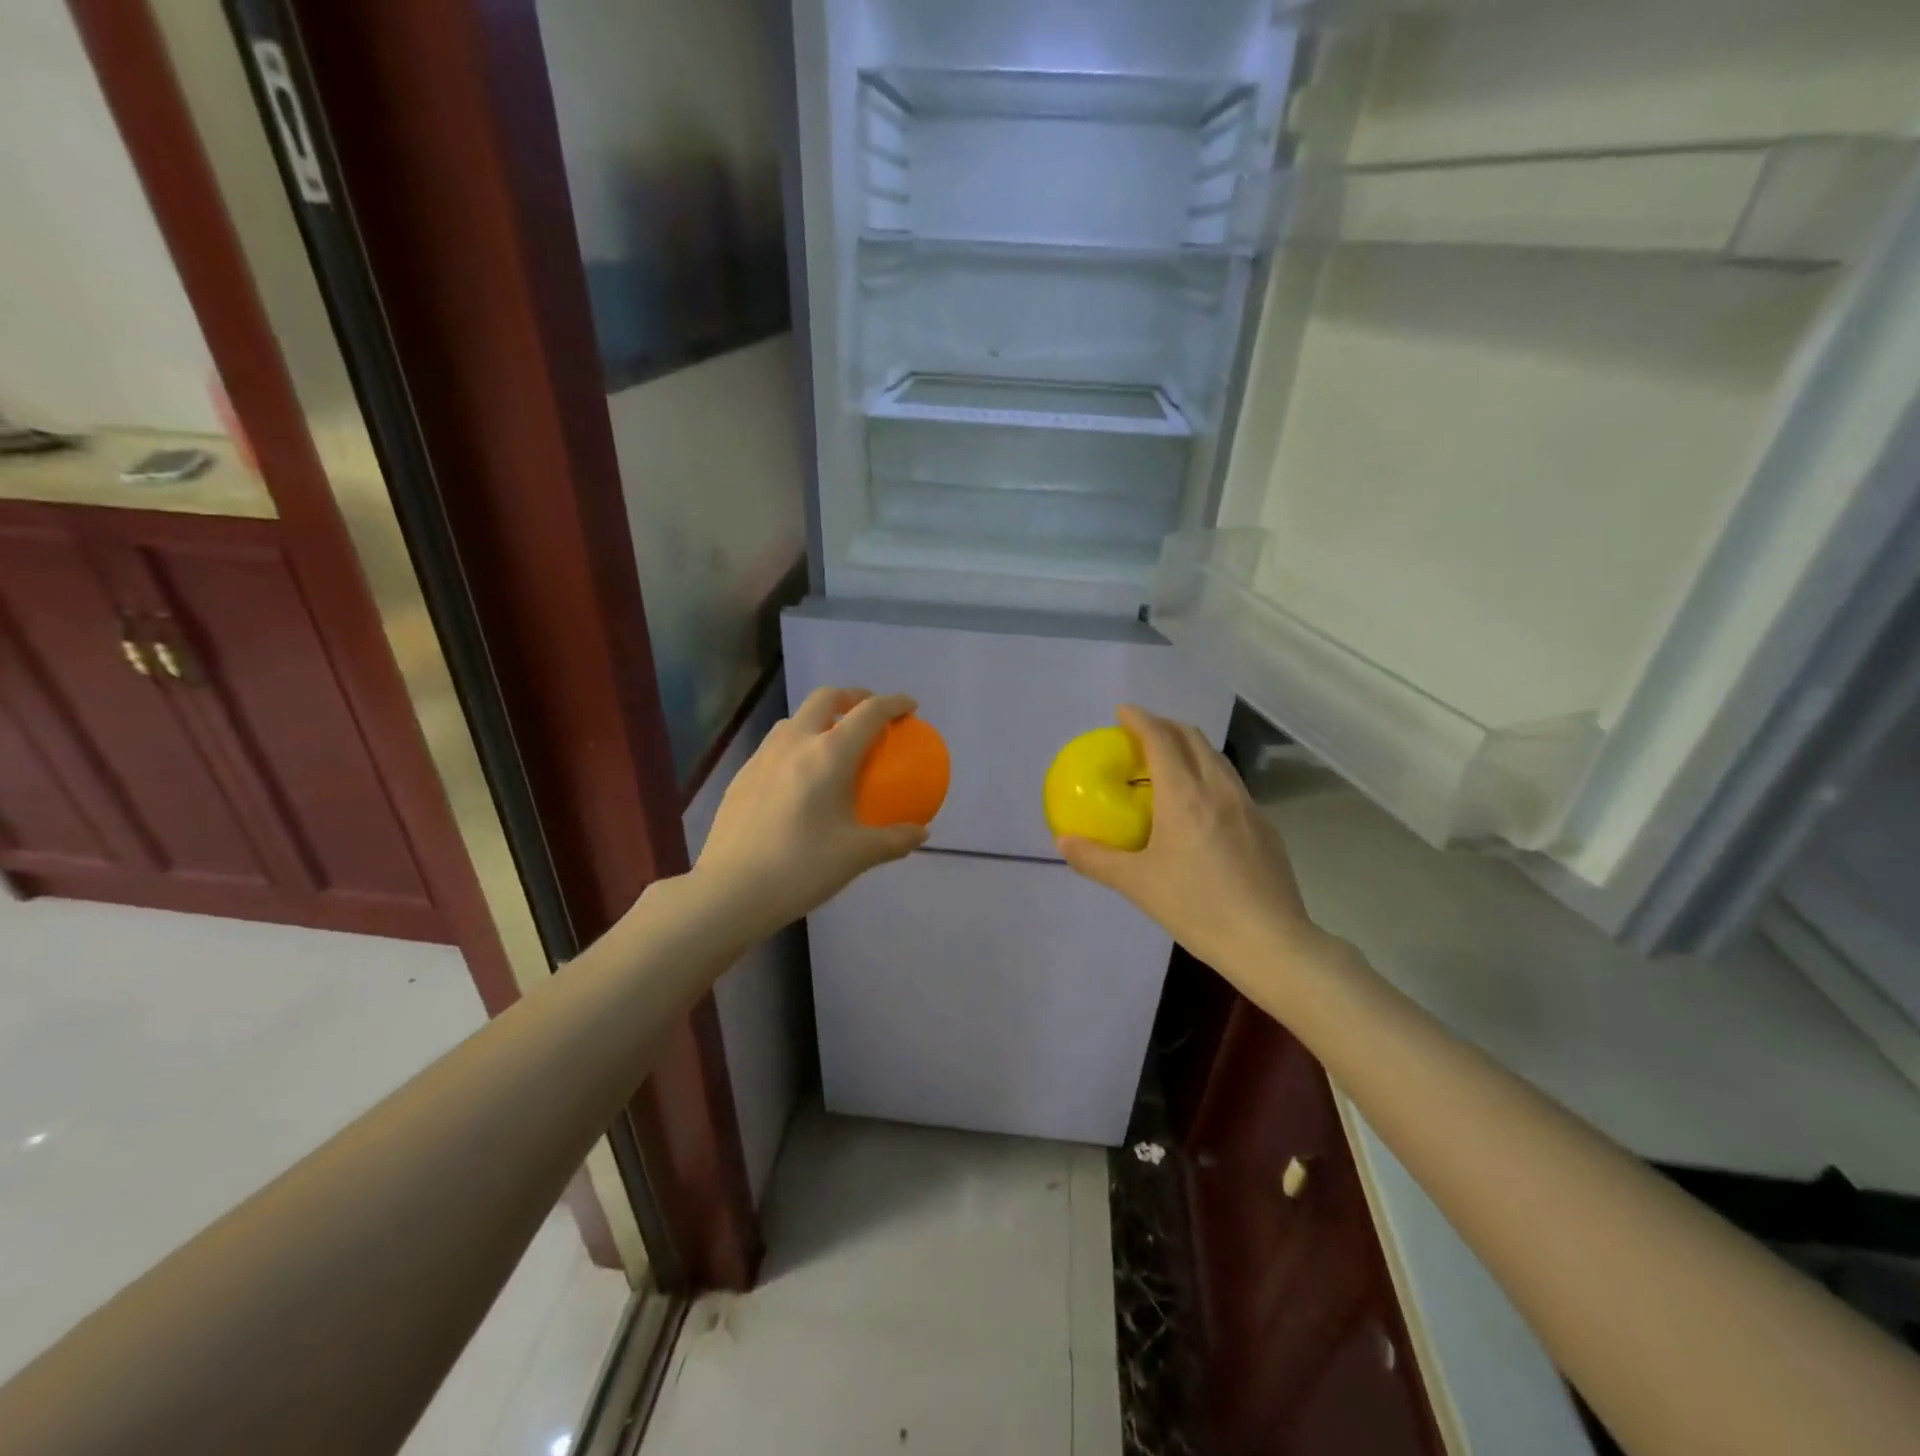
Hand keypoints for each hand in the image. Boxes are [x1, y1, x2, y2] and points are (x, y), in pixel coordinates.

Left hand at [689, 686, 927, 939]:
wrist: (731, 889)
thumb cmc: (801, 867)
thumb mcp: (857, 856)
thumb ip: (894, 840)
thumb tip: (921, 833)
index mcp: (829, 754)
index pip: (869, 712)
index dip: (894, 703)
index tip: (910, 707)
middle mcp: (795, 742)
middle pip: (826, 698)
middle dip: (852, 696)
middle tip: (868, 712)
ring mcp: (763, 756)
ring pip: (795, 719)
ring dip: (820, 717)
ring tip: (832, 740)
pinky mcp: (742, 775)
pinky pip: (775, 746)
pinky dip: (796, 744)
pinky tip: (799, 777)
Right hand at [1057, 706, 1329, 986]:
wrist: (1271, 943)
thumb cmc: (1197, 909)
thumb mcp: (1137, 885)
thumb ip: (1096, 859)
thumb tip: (1063, 842)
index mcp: (1185, 796)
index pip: (1161, 739)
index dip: (1140, 719)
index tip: (1122, 712)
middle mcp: (1219, 789)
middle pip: (1193, 738)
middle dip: (1165, 726)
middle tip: (1140, 736)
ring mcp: (1248, 806)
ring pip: (1217, 759)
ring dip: (1190, 748)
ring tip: (1168, 765)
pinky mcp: (1266, 827)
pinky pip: (1232, 784)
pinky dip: (1209, 775)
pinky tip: (1201, 808)